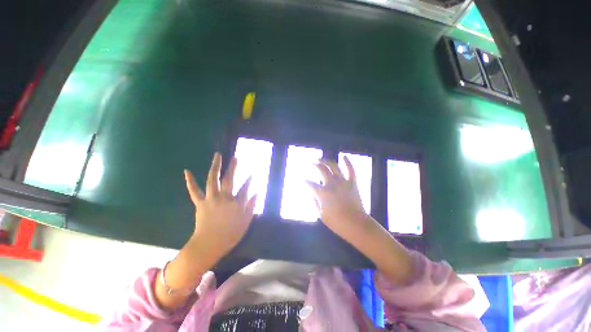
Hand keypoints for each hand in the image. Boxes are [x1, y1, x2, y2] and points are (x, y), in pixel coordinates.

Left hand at [184, 152, 256, 263]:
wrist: (208, 246)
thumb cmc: (229, 235)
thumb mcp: (246, 222)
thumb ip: (251, 206)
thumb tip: (257, 193)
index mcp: (236, 203)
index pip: (245, 188)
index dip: (250, 180)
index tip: (253, 174)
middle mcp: (224, 197)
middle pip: (230, 179)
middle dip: (233, 167)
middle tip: (235, 158)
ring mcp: (211, 198)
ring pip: (213, 179)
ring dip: (215, 166)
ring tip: (218, 156)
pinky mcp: (200, 203)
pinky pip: (194, 191)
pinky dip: (190, 181)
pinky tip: (187, 171)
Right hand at [308, 157, 412, 283]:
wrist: (357, 225)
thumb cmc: (337, 222)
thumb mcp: (321, 215)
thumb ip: (315, 202)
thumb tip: (312, 193)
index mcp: (323, 192)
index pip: (310, 183)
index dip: (304, 181)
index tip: (302, 179)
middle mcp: (332, 183)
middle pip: (321, 169)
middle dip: (314, 164)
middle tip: (310, 162)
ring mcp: (343, 182)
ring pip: (334, 166)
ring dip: (326, 160)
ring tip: (320, 158)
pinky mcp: (352, 183)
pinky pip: (351, 170)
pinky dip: (348, 162)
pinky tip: (343, 156)